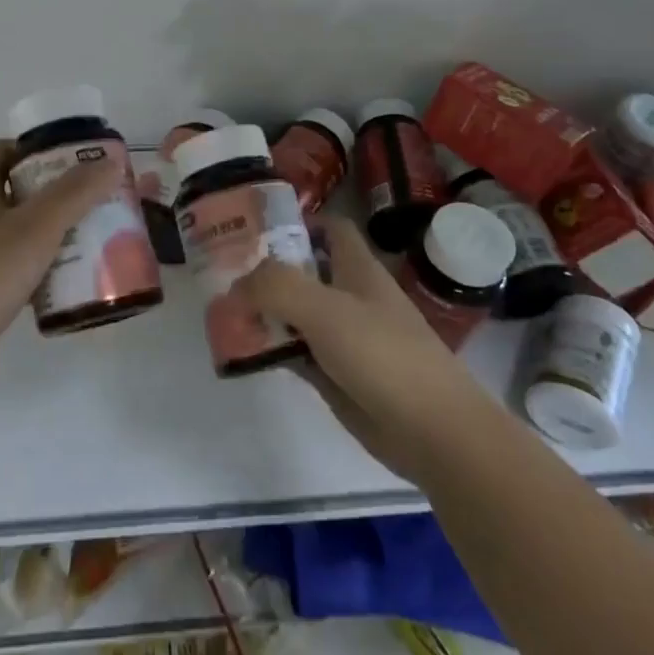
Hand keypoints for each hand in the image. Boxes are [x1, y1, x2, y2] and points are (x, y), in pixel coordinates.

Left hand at [0, 140, 122, 402]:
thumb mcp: (38, 227)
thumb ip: (76, 192)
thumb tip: (113, 159)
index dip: (32, 147)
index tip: (71, 157)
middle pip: (15, 192)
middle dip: (55, 192)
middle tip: (94, 198)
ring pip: (19, 233)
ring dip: (53, 232)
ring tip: (93, 238)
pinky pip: (17, 269)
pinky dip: (43, 270)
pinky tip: (70, 282)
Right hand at [243, 216, 489, 485]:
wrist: (433, 432)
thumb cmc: (383, 355)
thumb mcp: (325, 309)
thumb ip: (276, 287)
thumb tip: (237, 286)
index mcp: (357, 269)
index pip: (329, 228)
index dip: (297, 222)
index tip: (254, 230)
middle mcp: (350, 296)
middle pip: (304, 271)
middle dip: (266, 271)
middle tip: (222, 276)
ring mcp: (343, 337)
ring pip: (295, 314)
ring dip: (263, 312)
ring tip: (221, 313)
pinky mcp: (337, 375)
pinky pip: (296, 352)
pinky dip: (271, 349)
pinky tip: (242, 352)